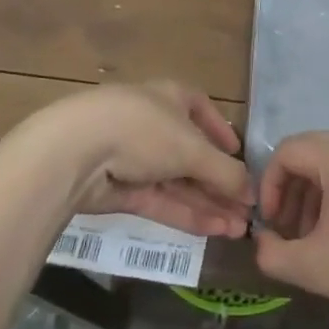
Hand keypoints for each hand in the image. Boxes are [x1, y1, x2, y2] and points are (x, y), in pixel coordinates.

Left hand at [18, 82, 252, 237]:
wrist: (77, 152)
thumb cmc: (144, 130)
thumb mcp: (193, 148)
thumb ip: (225, 172)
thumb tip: (252, 193)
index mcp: (172, 98)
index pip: (201, 110)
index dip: (221, 132)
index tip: (238, 155)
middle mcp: (155, 124)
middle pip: (194, 155)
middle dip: (221, 183)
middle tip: (248, 210)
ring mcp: (136, 158)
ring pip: (179, 183)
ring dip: (210, 204)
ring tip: (239, 229)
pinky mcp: (122, 190)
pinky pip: (162, 201)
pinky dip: (187, 215)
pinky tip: (214, 230)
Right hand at [254, 132, 328, 328]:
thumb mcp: (313, 269)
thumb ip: (271, 253)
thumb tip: (262, 238)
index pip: (288, 150)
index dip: (269, 184)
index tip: (272, 224)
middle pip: (311, 150)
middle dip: (292, 189)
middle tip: (290, 231)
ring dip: (315, 191)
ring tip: (315, 236)